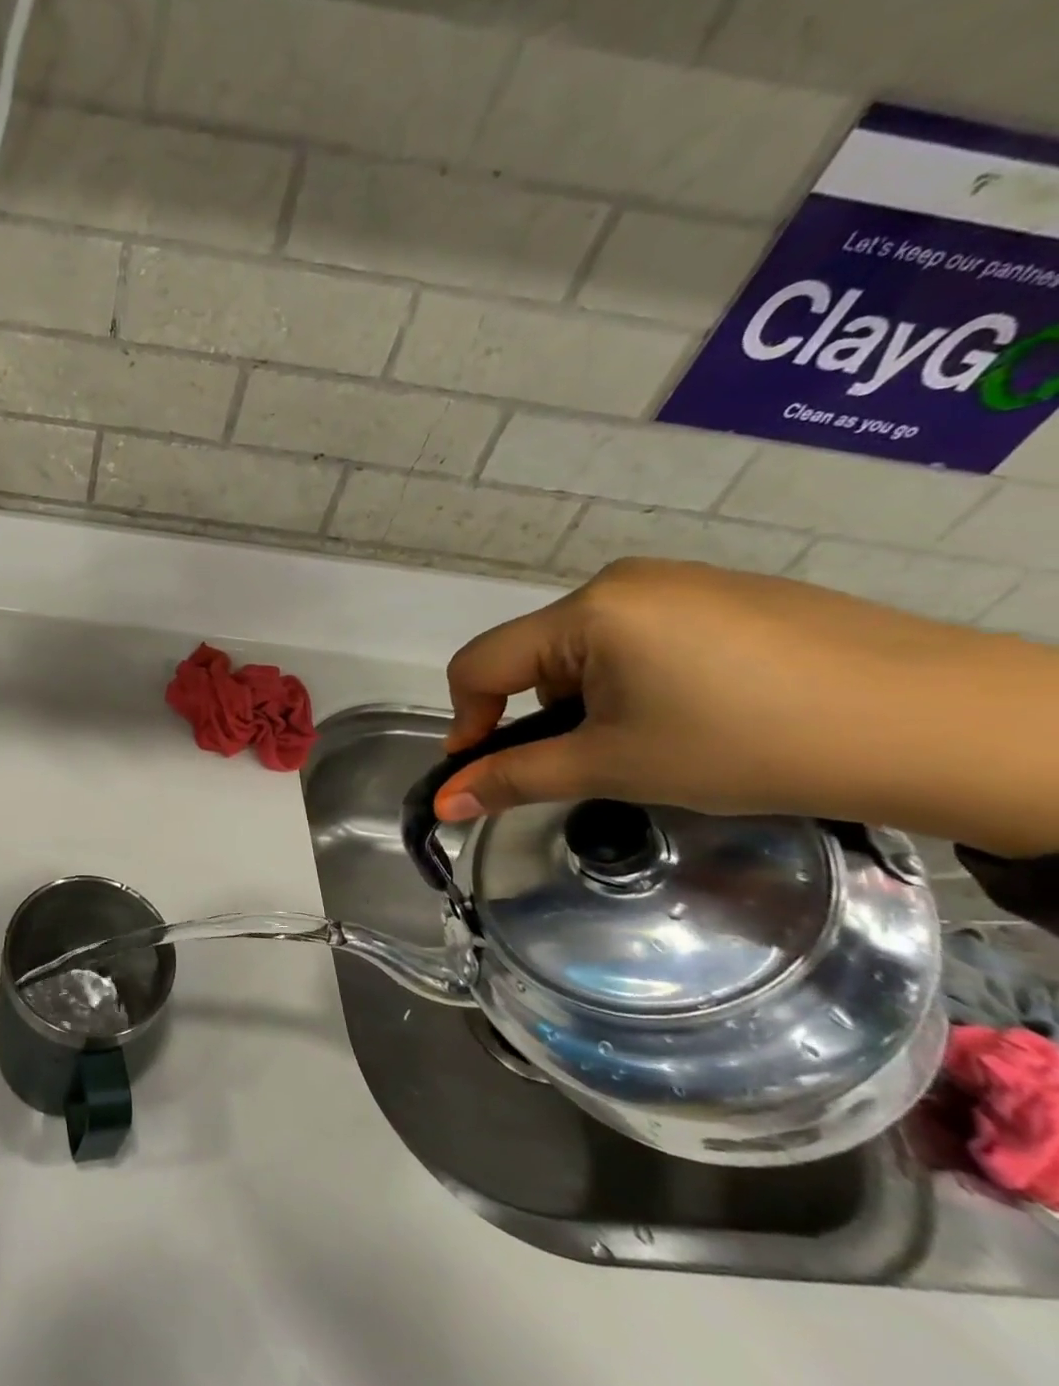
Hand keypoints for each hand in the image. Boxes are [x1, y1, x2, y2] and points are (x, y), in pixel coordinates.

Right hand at [437, 558, 1058, 857]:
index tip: (486, 773)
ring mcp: (681, 581)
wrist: (941, 723)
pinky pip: (646, 635)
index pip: (481, 664)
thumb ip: (516, 778)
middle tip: (594, 762)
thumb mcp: (616, 766)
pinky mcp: (729, 594)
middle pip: (536, 654)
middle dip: (543, 712)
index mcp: (587, 611)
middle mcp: (623, 581)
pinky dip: (640, 679)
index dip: (468, 722)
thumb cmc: (748, 743)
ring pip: (590, 647)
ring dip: (591, 698)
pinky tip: (701, 712)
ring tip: (656, 740)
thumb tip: (443, 803)